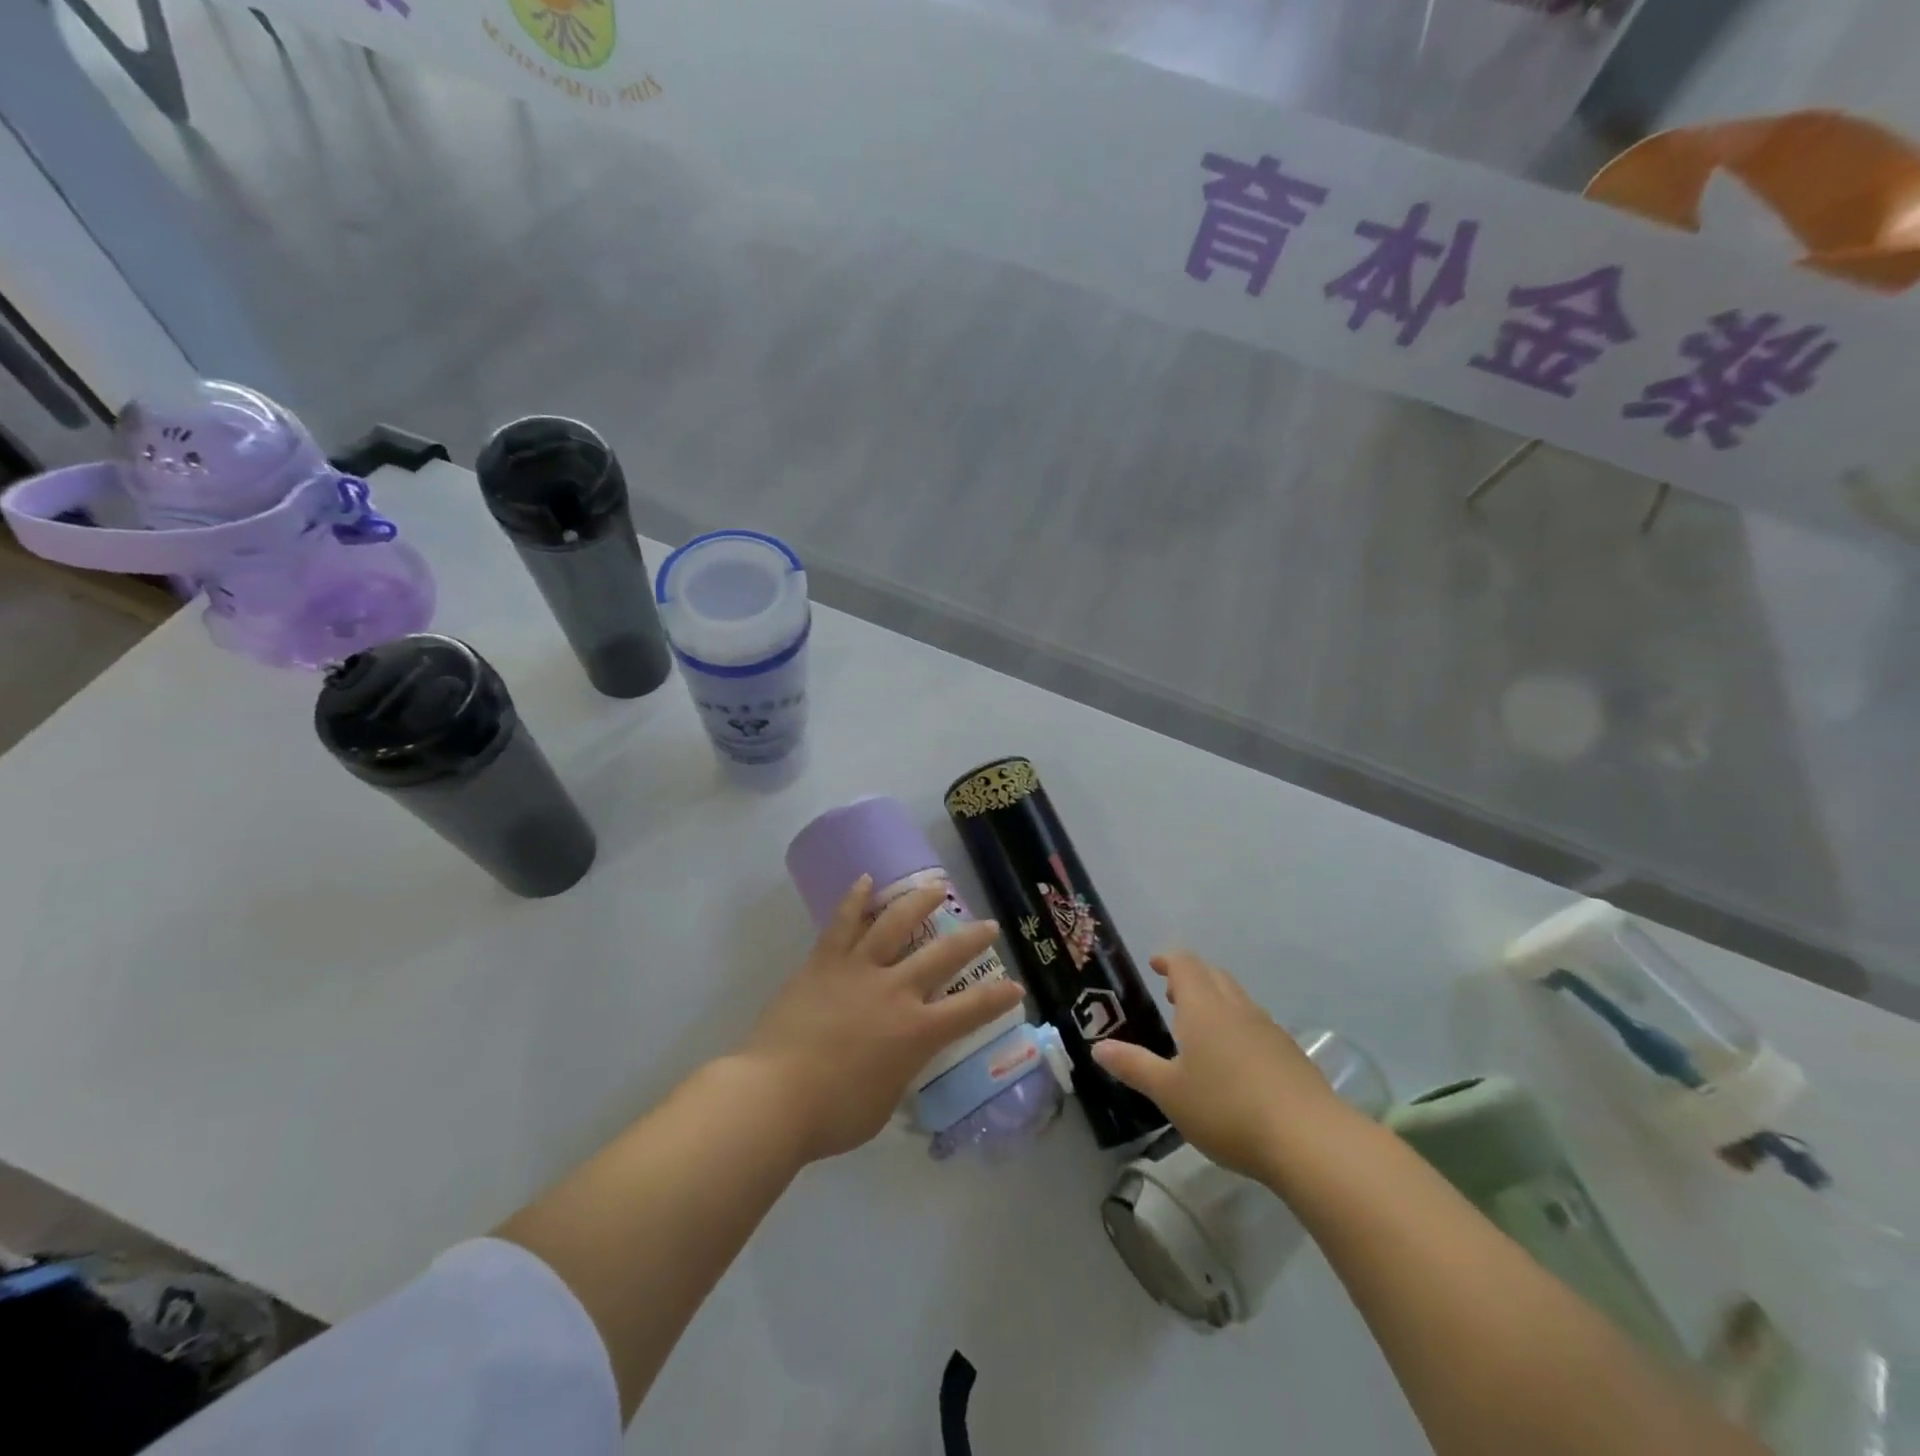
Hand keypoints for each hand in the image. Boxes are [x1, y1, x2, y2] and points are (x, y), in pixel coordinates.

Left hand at [744, 876, 1025, 1162]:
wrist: (773, 1096)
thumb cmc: (832, 1114)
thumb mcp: (883, 1104)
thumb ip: (898, 1074)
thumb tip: (898, 1062)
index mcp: (916, 1032)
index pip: (970, 1011)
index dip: (997, 998)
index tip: (1015, 986)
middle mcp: (895, 991)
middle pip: (942, 956)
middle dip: (971, 939)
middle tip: (989, 925)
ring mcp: (858, 970)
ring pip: (895, 924)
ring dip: (919, 902)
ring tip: (936, 886)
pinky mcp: (824, 962)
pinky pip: (842, 923)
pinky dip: (855, 899)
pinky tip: (865, 879)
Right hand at [1092, 950, 1350, 1181]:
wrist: (1309, 1140)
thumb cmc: (1227, 1109)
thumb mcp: (1169, 1092)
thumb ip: (1133, 1066)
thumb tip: (1098, 1047)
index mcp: (1203, 1007)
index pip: (1185, 964)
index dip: (1168, 959)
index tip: (1154, 965)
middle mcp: (1236, 1008)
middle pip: (1214, 975)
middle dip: (1192, 977)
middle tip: (1172, 996)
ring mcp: (1268, 1029)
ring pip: (1238, 999)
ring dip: (1216, 1001)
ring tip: (1199, 1029)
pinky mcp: (1291, 1054)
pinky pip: (1257, 1025)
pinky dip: (1238, 1027)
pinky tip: (1235, 1062)